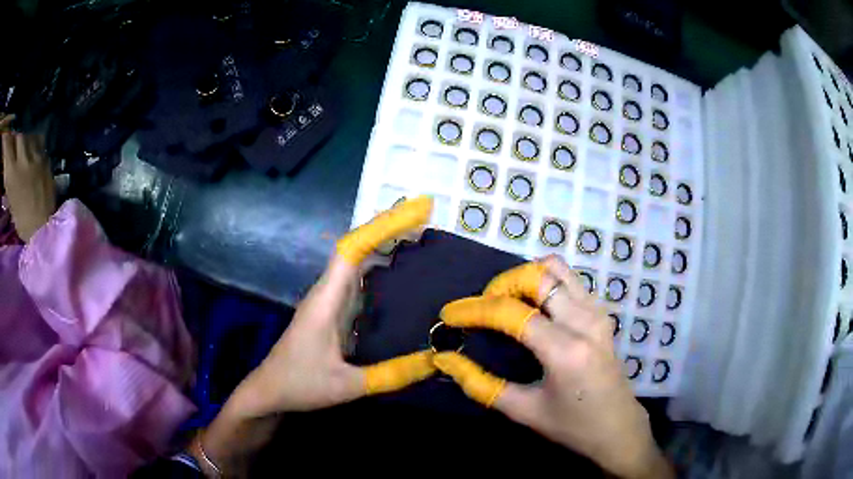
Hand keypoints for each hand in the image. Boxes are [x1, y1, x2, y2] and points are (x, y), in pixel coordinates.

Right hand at [1, 118, 55, 241]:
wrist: (44, 228)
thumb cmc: (22, 222)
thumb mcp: (10, 200)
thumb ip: (8, 177)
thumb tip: (6, 163)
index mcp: (12, 171)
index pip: (8, 146)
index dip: (7, 141)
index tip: (7, 140)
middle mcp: (23, 157)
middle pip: (17, 136)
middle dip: (13, 142)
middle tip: (11, 152)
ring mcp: (36, 154)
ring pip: (27, 135)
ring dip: (22, 142)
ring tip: (20, 155)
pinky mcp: (46, 155)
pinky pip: (37, 141)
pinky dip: (31, 144)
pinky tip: (29, 155)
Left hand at [196, 197, 438, 475]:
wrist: (269, 391)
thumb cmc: (300, 384)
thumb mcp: (347, 386)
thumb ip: (390, 375)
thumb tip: (437, 361)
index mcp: (326, 300)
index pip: (352, 249)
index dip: (381, 226)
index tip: (413, 212)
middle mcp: (328, 293)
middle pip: (357, 249)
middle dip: (388, 229)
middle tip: (426, 219)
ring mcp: (329, 303)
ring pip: (358, 264)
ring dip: (384, 247)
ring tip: (420, 240)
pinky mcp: (333, 315)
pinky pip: (359, 283)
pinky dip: (380, 271)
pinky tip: (400, 278)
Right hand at [433, 256, 672, 478]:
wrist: (618, 427)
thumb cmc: (571, 425)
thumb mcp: (523, 411)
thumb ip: (481, 385)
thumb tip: (446, 361)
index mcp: (566, 350)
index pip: (514, 313)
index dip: (476, 310)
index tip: (450, 314)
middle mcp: (585, 321)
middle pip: (538, 276)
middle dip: (502, 283)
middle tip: (484, 306)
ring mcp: (598, 312)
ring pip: (558, 269)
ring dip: (526, 278)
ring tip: (507, 302)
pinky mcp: (602, 313)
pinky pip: (570, 280)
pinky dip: (545, 283)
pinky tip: (535, 307)